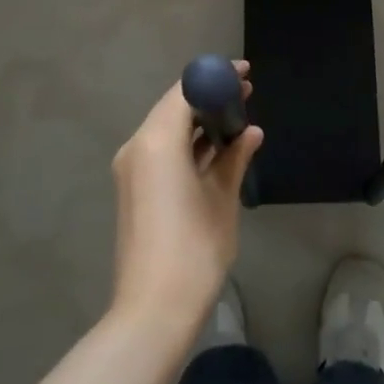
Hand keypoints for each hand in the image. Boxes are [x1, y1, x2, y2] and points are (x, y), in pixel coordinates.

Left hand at [110, 64, 262, 333]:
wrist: (154, 310)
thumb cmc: (194, 248)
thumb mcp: (222, 198)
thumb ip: (235, 157)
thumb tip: (250, 132)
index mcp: (157, 141)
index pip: (186, 91)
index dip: (216, 78)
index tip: (245, 73)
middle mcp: (138, 147)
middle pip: (174, 107)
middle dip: (209, 98)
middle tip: (247, 93)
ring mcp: (133, 170)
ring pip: (168, 129)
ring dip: (199, 121)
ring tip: (238, 118)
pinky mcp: (135, 189)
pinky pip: (162, 151)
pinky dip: (188, 143)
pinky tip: (218, 149)